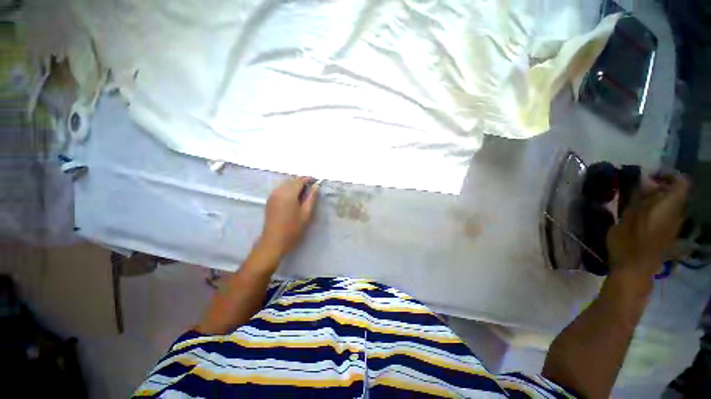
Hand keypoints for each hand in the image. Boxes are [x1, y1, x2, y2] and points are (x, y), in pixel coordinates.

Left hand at [259, 176, 319, 257]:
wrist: (273, 242)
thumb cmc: (293, 229)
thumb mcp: (306, 214)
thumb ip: (311, 198)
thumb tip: (316, 186)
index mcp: (288, 194)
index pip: (299, 180)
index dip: (309, 179)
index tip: (317, 181)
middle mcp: (279, 191)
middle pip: (292, 180)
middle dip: (302, 181)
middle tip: (312, 187)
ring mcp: (273, 195)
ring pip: (285, 184)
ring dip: (295, 185)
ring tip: (305, 192)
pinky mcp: (270, 200)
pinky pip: (281, 189)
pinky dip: (289, 189)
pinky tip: (295, 196)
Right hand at [607, 173, 688, 279]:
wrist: (635, 270)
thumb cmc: (629, 242)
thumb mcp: (628, 217)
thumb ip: (639, 197)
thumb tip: (645, 180)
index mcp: (669, 207)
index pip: (680, 182)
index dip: (668, 175)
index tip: (649, 176)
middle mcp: (677, 214)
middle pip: (675, 193)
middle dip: (659, 188)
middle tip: (637, 189)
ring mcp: (674, 226)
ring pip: (671, 205)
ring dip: (656, 200)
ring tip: (637, 203)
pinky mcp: (668, 234)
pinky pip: (667, 215)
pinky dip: (656, 211)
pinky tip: (641, 217)